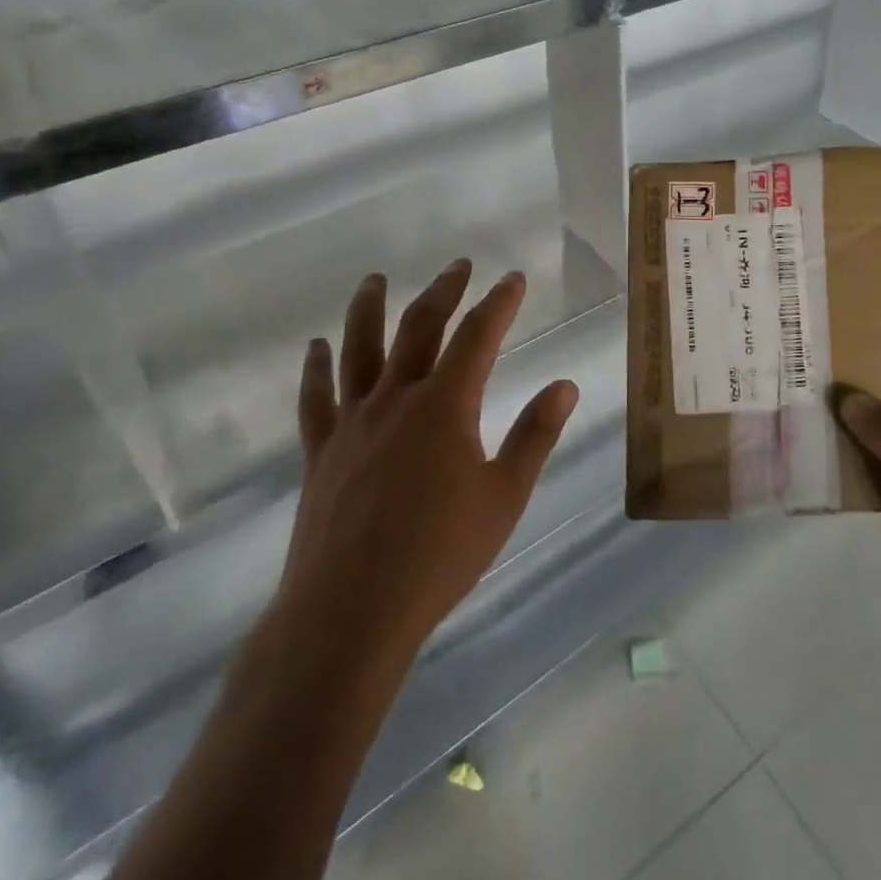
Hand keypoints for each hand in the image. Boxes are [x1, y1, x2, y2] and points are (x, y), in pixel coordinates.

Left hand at [274, 260, 579, 662]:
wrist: (350, 612)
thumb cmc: (439, 555)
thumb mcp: (504, 497)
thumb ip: (535, 436)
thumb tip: (565, 385)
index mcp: (445, 405)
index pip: (478, 336)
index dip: (498, 303)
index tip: (512, 278)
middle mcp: (397, 398)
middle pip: (419, 327)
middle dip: (443, 291)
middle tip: (458, 267)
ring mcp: (353, 421)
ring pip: (359, 348)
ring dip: (369, 308)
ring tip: (375, 280)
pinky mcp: (322, 450)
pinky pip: (315, 398)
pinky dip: (316, 368)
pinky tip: (317, 347)